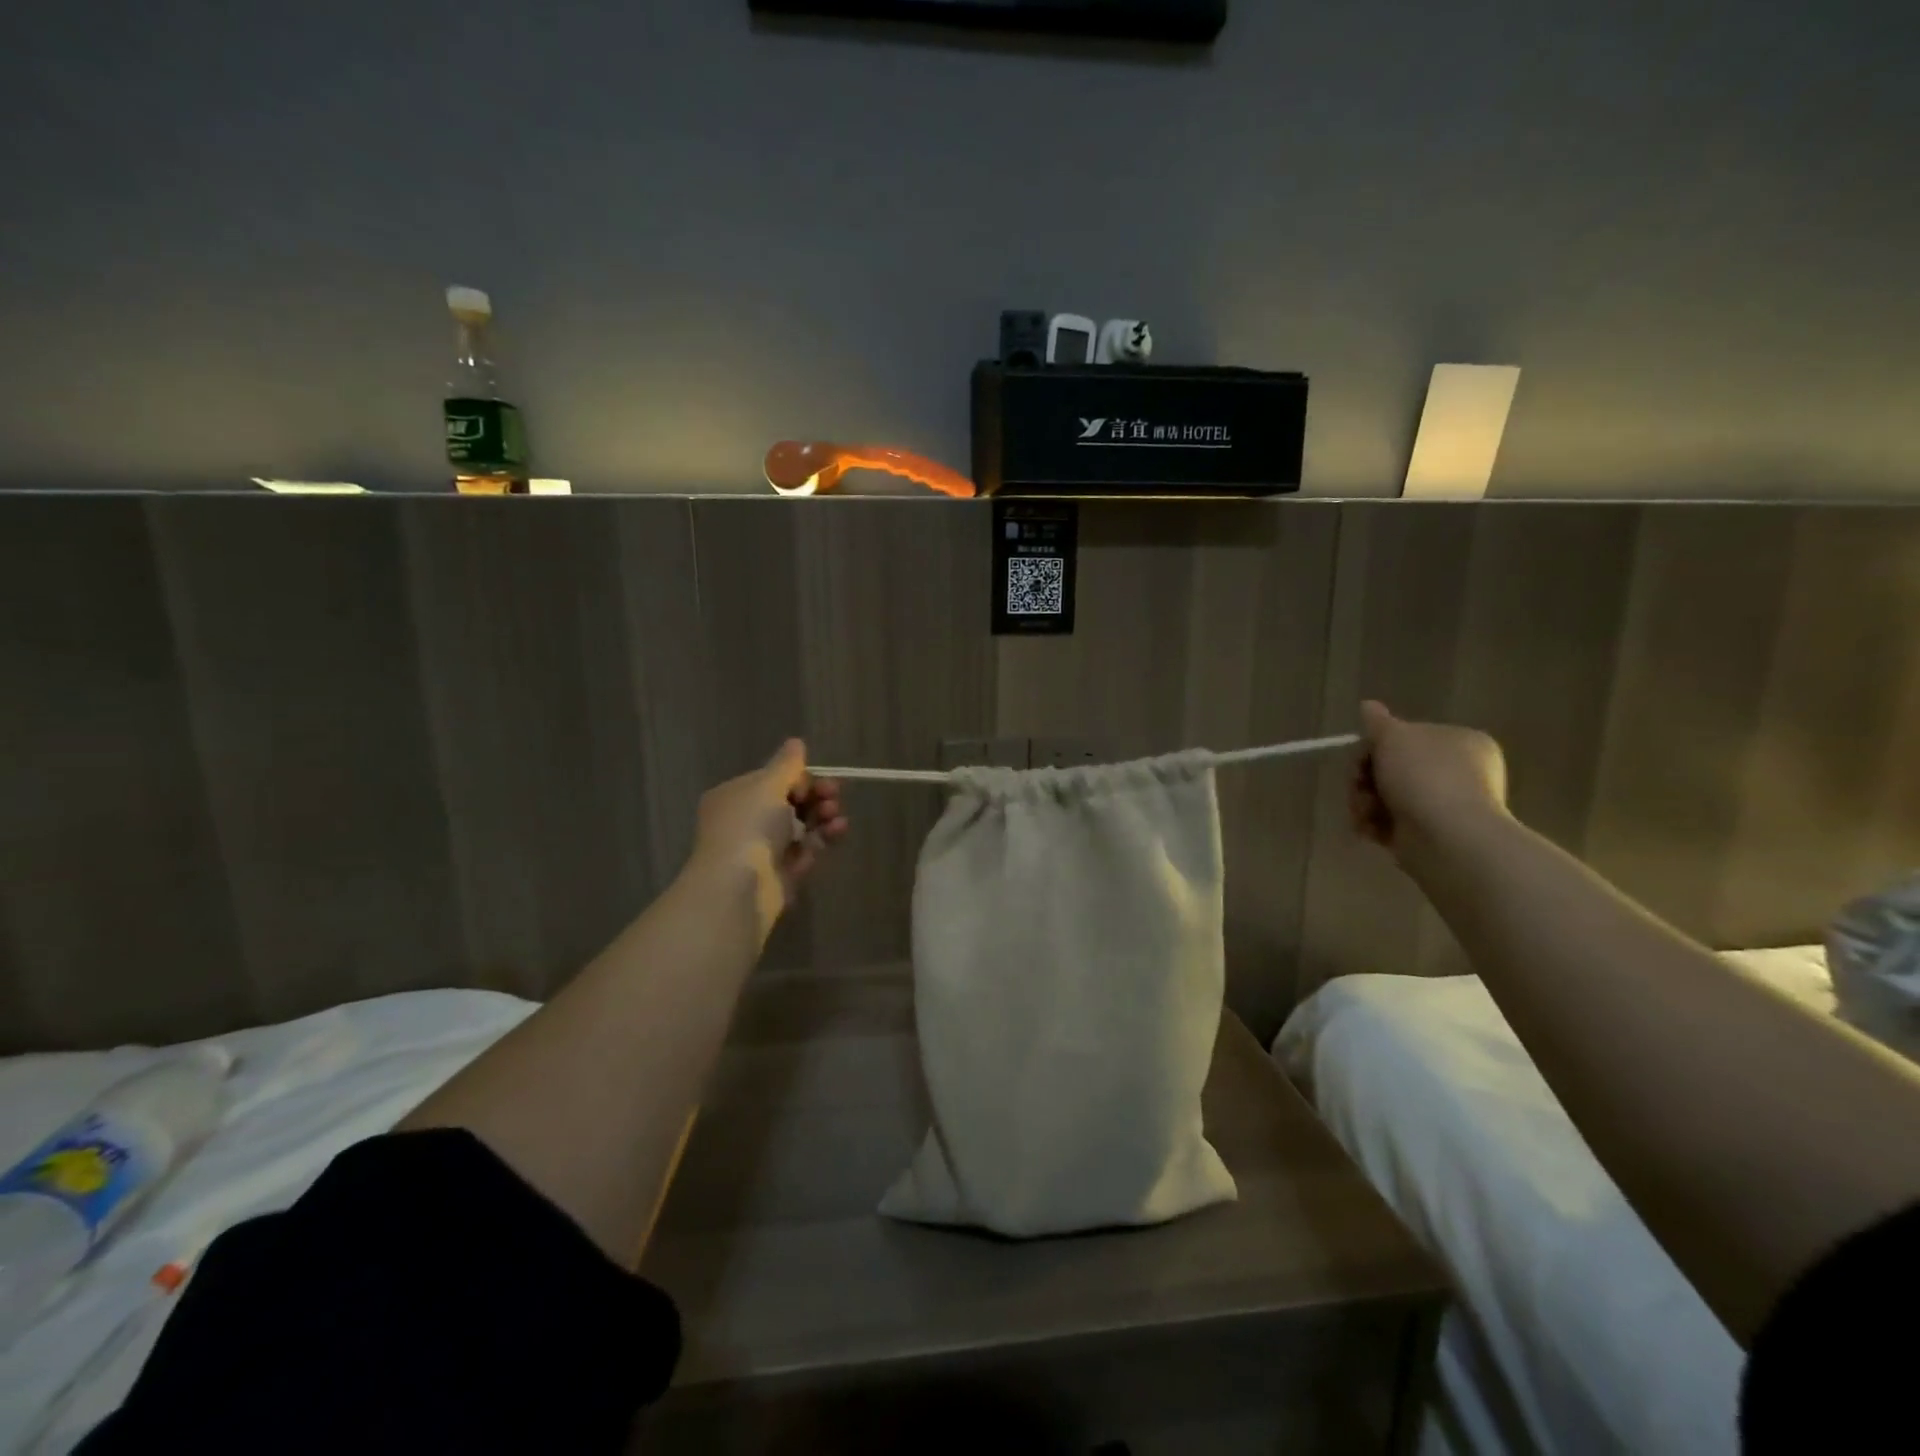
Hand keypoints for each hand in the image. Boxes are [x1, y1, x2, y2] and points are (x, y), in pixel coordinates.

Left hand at [691, 740, 847, 916]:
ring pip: (801, 826)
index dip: (797, 778)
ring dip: (823, 816)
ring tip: (836, 816)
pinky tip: (837, 832)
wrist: (739, 887)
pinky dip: (822, 839)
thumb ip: (787, 764)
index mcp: (735, 797)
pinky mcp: (781, 873)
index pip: (772, 780)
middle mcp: (746, 821)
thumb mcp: (768, 785)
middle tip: (833, 794)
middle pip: (789, 802)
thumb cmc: (749, 827)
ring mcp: (764, 849)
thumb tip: (796, 742)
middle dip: (815, 796)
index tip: (814, 780)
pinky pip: (806, 851)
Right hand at [1350, 700, 1507, 860]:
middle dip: (1365, 779)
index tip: (1361, 758)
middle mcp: (1459, 772)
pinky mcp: (1430, 835)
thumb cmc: (1424, 776)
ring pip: (1387, 797)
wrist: (1448, 837)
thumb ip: (1378, 722)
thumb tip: (1368, 705)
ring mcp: (1446, 805)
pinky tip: (1369, 830)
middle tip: (1357, 786)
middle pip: (1392, 768)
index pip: (1407, 737)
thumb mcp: (1394, 737)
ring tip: (1364, 813)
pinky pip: (1392, 823)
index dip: (1375, 746)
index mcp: (1461, 741)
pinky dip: (1375, 825)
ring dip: (1365, 802)